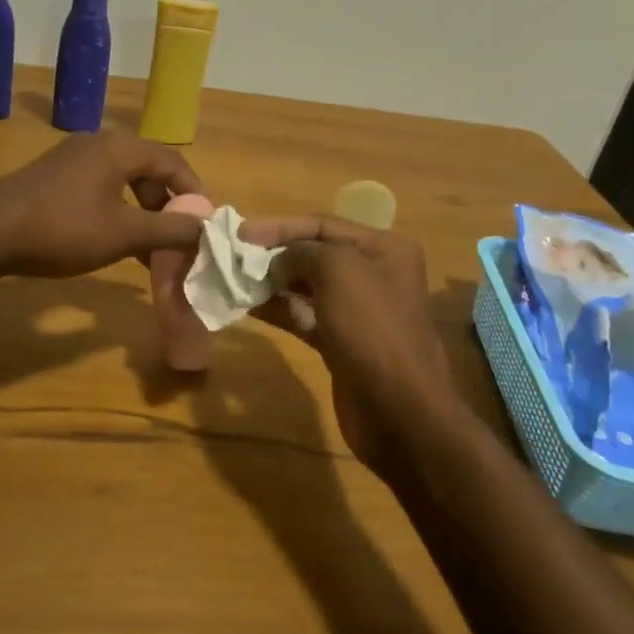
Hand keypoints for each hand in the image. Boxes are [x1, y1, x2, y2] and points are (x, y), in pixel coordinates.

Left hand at [0, 130, 206, 278]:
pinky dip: (117, 212)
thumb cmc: (62, 229)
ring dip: (142, 214)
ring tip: (148, 250)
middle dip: (166, 207)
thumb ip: (169, 229)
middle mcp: (100, 143)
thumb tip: (207, 226)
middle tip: (176, 240)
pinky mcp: (55, 175)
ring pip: (124, 182)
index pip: (174, 163)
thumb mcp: (123, 233)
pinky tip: (114, 242)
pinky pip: (100, 188)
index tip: (205, 226)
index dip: (194, 194)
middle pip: (149, 170)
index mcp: (121, 148)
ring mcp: (74, 157)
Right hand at [240, 215, 472, 479]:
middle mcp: (374, 273)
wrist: (398, 409)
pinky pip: (305, 316)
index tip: (240, 234)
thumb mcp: (338, 270)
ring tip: (235, 280)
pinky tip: (248, 306)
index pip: (323, 224)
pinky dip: (279, 309)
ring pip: (307, 286)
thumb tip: (281, 259)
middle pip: (315, 254)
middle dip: (275, 254)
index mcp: (383, 248)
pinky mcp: (342, 342)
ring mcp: (358, 310)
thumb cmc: (372, 327)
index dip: (280, 226)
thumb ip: (303, 251)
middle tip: (234, 258)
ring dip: (272, 282)